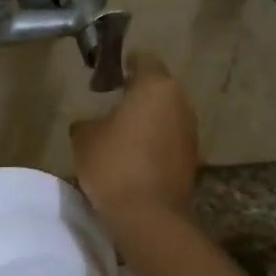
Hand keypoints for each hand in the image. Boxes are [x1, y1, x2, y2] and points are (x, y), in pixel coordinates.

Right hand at [69, 52, 199, 229]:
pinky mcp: (192, 159)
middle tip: (111, 103)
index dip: (123, 63)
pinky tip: (133, 157)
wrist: (148, 215)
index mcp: (156, 87)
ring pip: (166, 115)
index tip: (106, 75)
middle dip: (137, 93)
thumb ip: (87, 121)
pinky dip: (154, 142)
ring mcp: (190, 132)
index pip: (143, 60)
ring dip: (147, 119)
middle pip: (158, 88)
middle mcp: (180, 103)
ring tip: (120, 133)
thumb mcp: (84, 138)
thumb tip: (91, 123)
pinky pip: (169, 140)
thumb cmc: (113, 164)